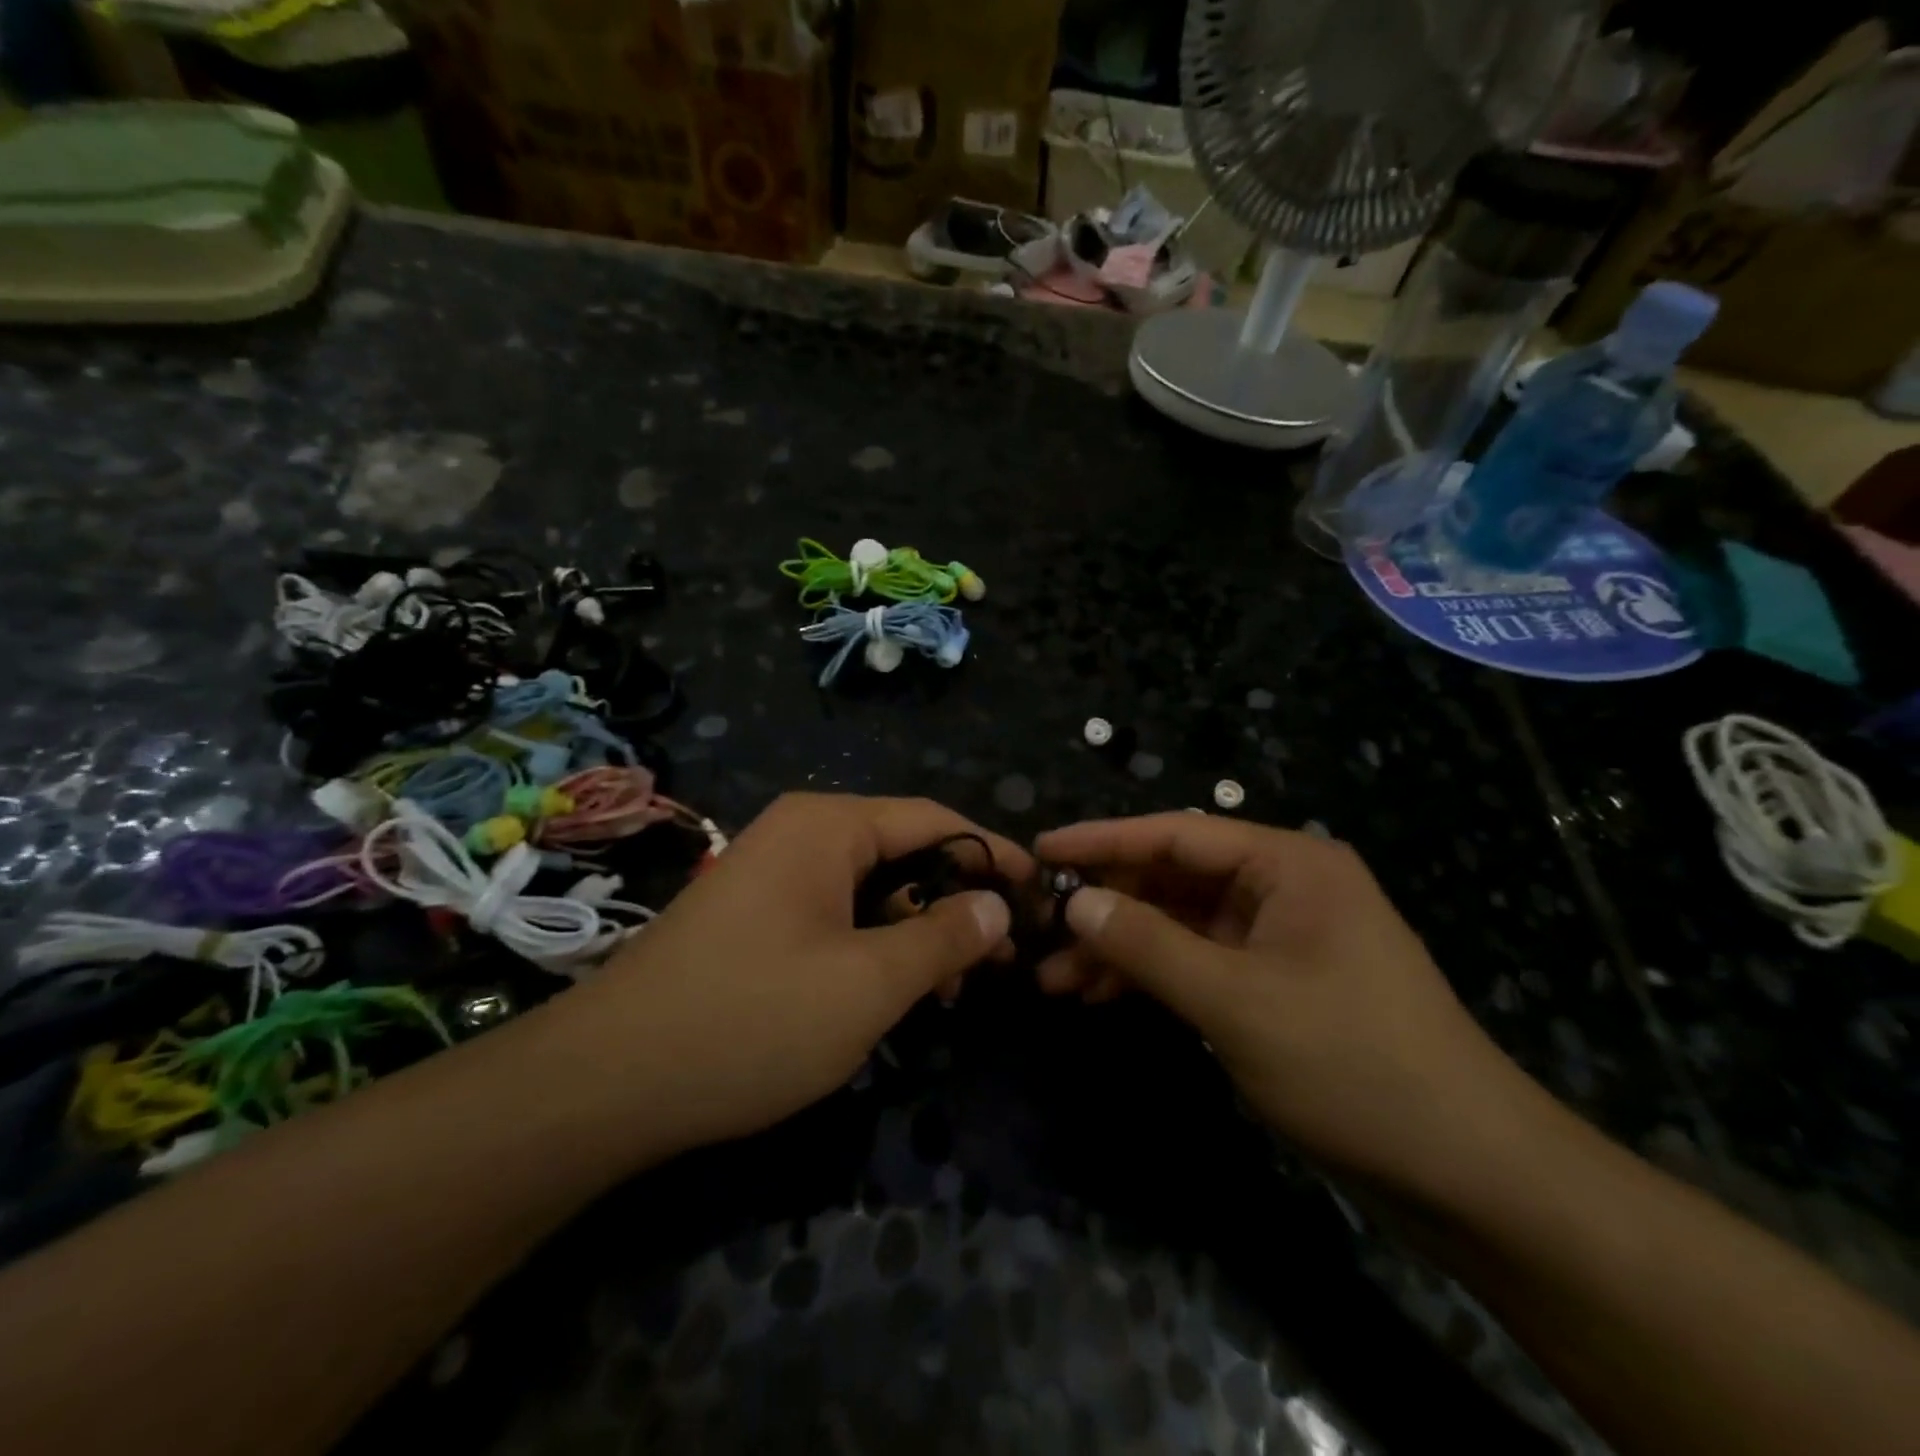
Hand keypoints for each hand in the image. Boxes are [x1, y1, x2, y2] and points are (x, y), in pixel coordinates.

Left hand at [561, 794, 1029, 1156]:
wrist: (607, 1082)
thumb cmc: (752, 1019)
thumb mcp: (869, 983)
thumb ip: (944, 938)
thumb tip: (998, 905)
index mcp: (828, 827)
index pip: (934, 820)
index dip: (993, 854)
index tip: (1041, 893)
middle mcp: (800, 835)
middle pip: (903, 853)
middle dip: (956, 902)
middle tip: (1001, 959)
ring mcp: (772, 875)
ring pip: (870, 891)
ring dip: (916, 932)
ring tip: (951, 990)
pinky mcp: (754, 917)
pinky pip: (834, 915)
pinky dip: (872, 946)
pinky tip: (890, 993)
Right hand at [1034, 814, 1549, 1201]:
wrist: (1469, 1175)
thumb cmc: (1352, 1064)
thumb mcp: (1236, 1002)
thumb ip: (1149, 945)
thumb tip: (1076, 902)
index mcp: (1289, 864)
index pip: (1177, 833)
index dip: (1103, 840)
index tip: (1041, 848)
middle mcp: (1284, 888)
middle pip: (1174, 879)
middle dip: (1107, 908)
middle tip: (1041, 934)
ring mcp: (1280, 939)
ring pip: (1181, 926)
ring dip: (1122, 949)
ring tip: (1057, 981)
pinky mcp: (1277, 985)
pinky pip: (1200, 964)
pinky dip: (1154, 978)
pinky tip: (1105, 998)